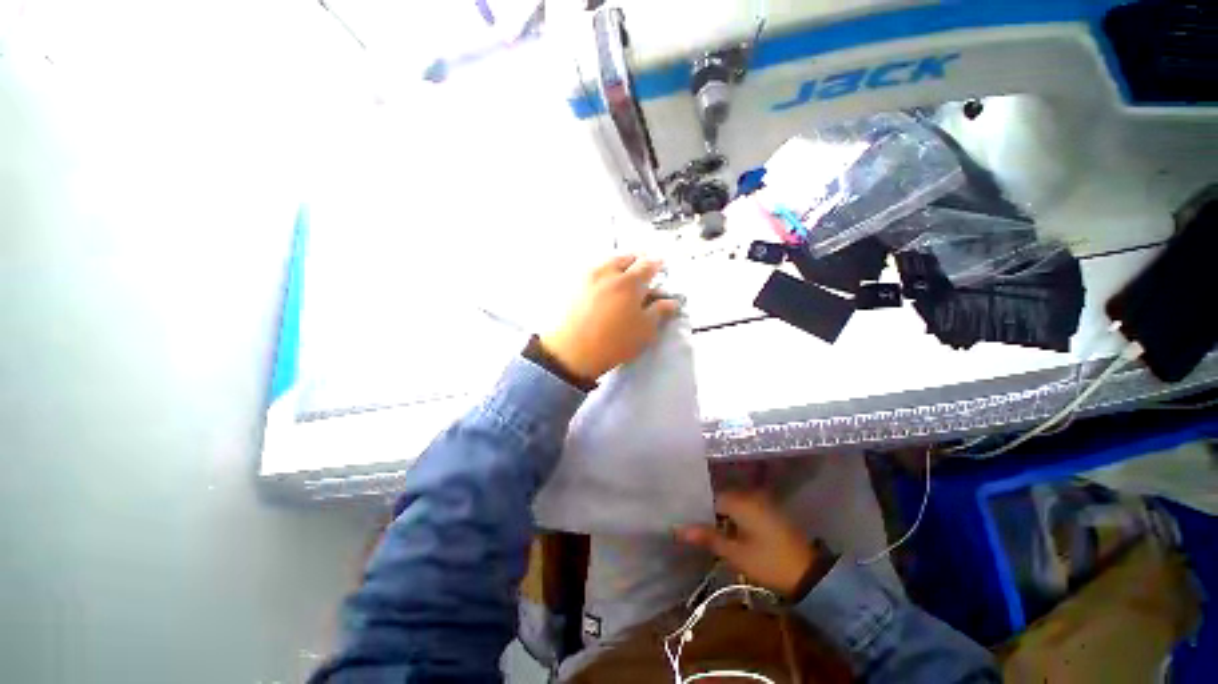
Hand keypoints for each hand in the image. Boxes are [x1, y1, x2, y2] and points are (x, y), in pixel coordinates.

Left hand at [541, 255, 678, 381]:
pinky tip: (601, 285)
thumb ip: (659, 312)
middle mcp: (608, 272)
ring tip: (621, 275)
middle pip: (626, 257)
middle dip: (637, 260)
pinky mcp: (572, 286)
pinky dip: (601, 272)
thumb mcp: (644, 330)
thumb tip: (672, 301)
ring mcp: (587, 277)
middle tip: (641, 270)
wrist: (572, 352)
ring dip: (618, 265)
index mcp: (630, 282)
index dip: (657, 264)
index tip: (661, 266)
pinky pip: (591, 271)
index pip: (648, 264)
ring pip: (607, 262)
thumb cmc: (614, 342)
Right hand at [677, 491, 816, 597]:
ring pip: (733, 504)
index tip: (686, 521)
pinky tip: (729, 533)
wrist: (810, 575)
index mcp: (741, 500)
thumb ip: (708, 538)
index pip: (711, 497)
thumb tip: (678, 529)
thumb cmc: (769, 562)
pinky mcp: (770, 513)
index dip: (697, 510)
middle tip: (694, 528)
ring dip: (721, 516)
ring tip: (707, 531)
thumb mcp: (736, 553)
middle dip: (709, 513)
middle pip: (722, 499)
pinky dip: (735, 518)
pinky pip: (745, 509)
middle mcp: (751, 495)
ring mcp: (762, 503)